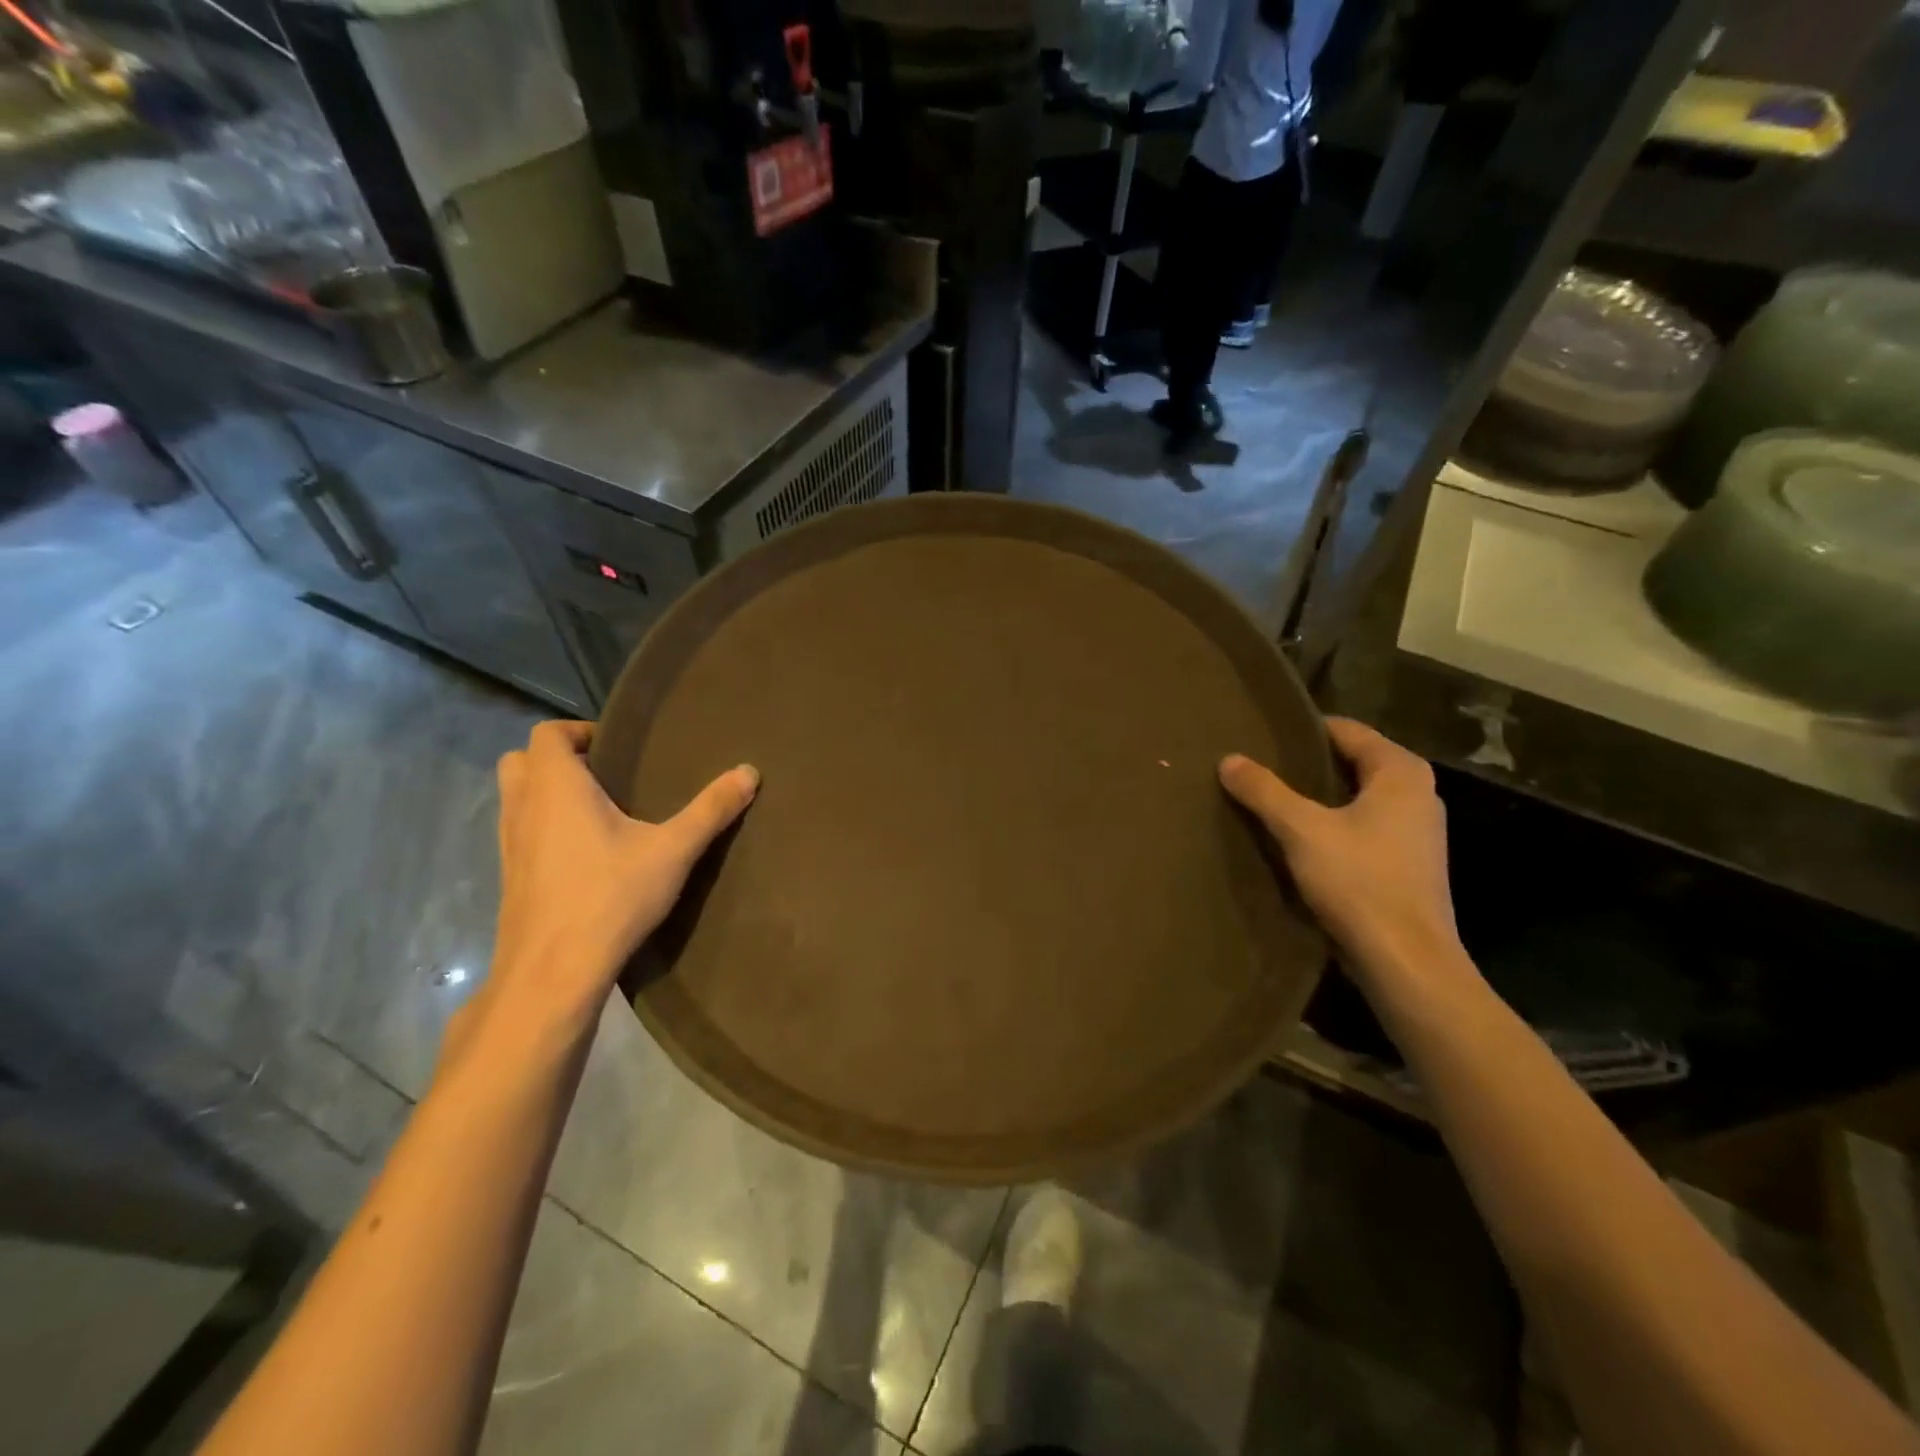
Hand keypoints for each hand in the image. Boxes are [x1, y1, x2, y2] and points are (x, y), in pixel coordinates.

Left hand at [449, 721, 757, 1068]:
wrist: (552, 972)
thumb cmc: (610, 896)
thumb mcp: (673, 851)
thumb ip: (710, 809)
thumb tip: (749, 771)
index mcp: (556, 787)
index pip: (548, 732)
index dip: (579, 730)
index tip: (619, 748)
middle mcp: (523, 807)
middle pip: (522, 759)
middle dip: (558, 759)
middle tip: (605, 774)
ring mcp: (508, 843)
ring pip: (516, 797)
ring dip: (546, 792)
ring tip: (597, 810)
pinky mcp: (510, 876)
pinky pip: (520, 831)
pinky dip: (543, 826)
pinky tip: (584, 853)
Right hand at [1219, 718, 1461, 991]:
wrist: (1406, 962)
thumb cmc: (1359, 882)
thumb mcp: (1301, 830)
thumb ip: (1264, 791)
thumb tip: (1229, 759)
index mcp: (1401, 772)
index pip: (1347, 730)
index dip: (1304, 730)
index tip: (1263, 736)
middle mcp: (1418, 794)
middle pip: (1353, 762)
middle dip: (1308, 764)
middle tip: (1260, 765)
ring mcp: (1416, 831)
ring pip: (1357, 797)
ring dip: (1318, 797)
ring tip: (1271, 799)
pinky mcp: (1407, 864)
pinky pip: (1363, 826)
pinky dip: (1332, 824)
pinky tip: (1298, 838)